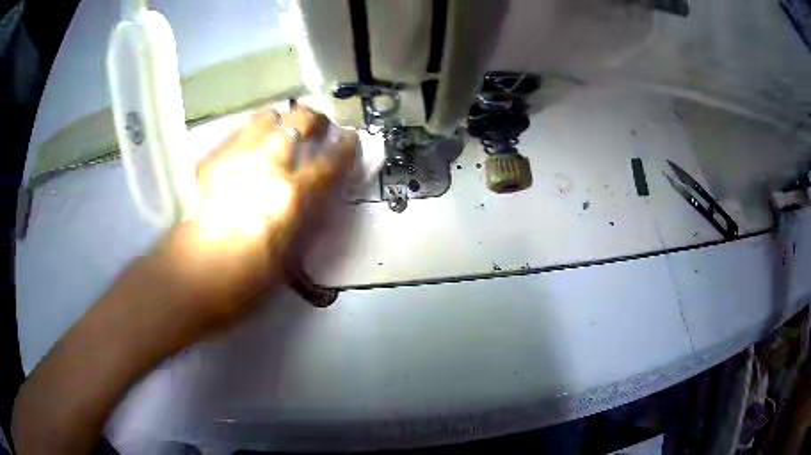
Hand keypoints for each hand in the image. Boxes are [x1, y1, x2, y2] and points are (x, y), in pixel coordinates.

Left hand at [145, 106, 355, 332]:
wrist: (183, 279)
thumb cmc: (237, 284)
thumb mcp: (283, 262)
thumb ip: (300, 225)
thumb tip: (310, 203)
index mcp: (288, 197)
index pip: (328, 162)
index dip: (346, 147)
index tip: (351, 139)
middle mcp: (264, 166)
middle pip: (298, 121)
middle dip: (315, 119)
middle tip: (318, 128)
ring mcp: (233, 157)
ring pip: (265, 117)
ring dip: (282, 121)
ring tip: (282, 132)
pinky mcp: (208, 160)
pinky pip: (237, 132)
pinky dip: (252, 133)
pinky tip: (248, 150)